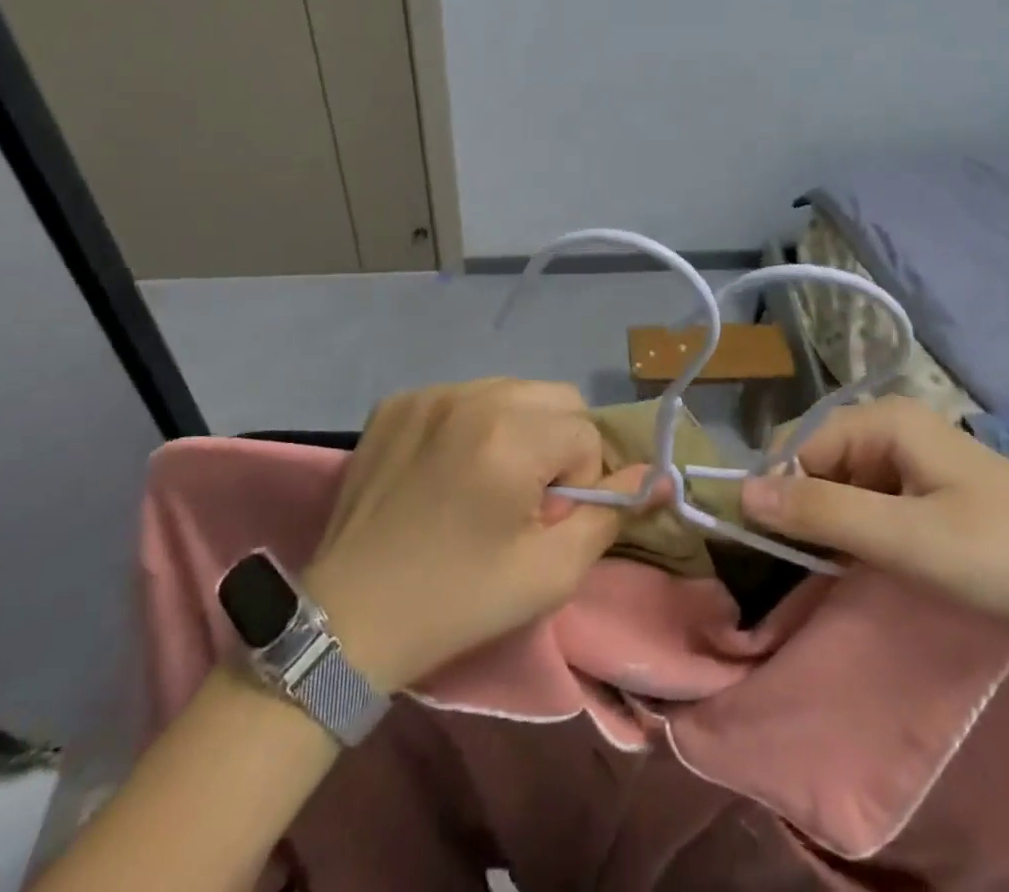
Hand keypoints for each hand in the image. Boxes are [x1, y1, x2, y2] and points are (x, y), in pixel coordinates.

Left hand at [302, 379, 633, 692]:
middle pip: (555, 398)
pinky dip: (472, 424)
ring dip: (518, 429)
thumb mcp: (549, 573)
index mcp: (510, 435)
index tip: (542, 521)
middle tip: (523, 498)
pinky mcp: (397, 401)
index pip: (585, 434)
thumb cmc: (457, 600)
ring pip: (511, 390)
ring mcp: (428, 393)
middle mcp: (471, 396)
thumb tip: (661, 477)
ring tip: (484, 481)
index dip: (578, 484)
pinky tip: (446, 469)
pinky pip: (463, 395)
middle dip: (557, 443)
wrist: (347, 618)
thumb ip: (611, 516)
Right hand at [740, 397, 1008, 655]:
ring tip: (837, 573)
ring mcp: (915, 462)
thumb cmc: (1007, 556)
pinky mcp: (932, 496)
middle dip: (804, 509)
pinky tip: (868, 567)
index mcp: (884, 418)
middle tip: (811, 568)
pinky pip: (871, 505)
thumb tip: (738, 491)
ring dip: (831, 527)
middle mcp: (894, 428)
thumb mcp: (906, 538)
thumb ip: (820, 512)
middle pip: (817, 461)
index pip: (798, 445)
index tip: (770, 550)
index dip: (778, 491)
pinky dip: (859, 534)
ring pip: (842, 487)